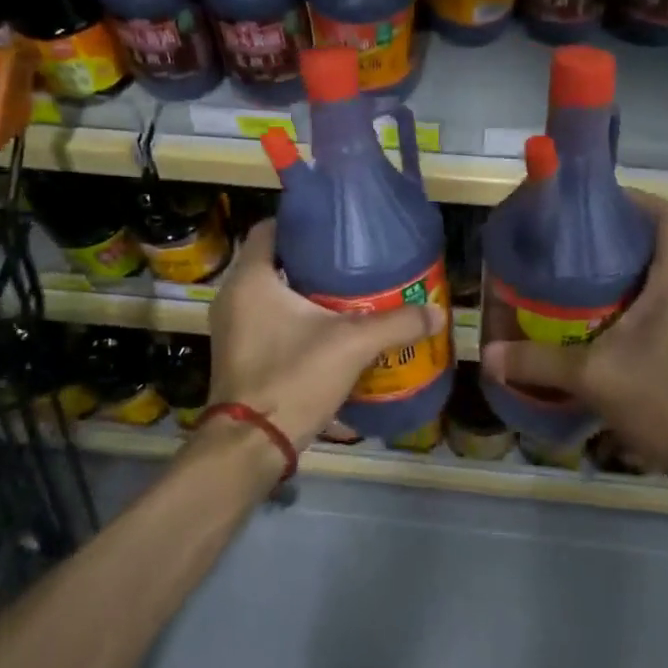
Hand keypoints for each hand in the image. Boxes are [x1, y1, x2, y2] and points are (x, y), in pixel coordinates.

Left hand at [207, 220, 447, 451]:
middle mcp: (232, 297)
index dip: (301, 223)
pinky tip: (328, 329)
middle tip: (352, 259)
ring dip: (303, 292)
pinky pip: (266, 320)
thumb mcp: (352, 345)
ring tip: (347, 292)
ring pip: (270, 294)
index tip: (337, 228)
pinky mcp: (237, 354)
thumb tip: (437, 312)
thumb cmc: (293, 377)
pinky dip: (293, 318)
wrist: (251, 444)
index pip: (269, 229)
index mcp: (250, 279)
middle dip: (311, 259)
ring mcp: (231, 328)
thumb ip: (396, 324)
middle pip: (273, 261)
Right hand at [479, 195, 667, 493]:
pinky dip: (623, 303)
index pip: (665, 215)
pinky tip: (588, 323)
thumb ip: (538, 362)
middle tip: (564, 244)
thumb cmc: (664, 401)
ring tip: (567, 279)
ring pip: (652, 277)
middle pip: (653, 243)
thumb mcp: (594, 377)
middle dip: (610, 238)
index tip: (591, 203)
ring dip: (615, 273)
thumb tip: (488, 354)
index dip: (632, 199)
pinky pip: (653, 305)